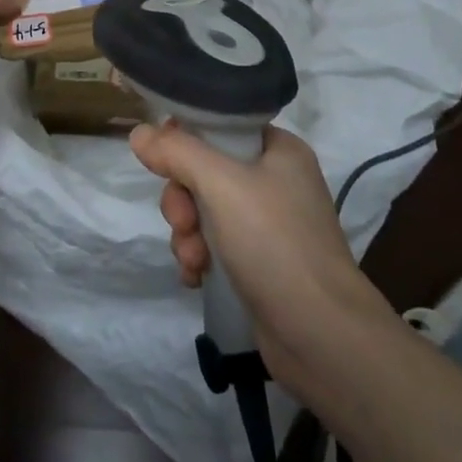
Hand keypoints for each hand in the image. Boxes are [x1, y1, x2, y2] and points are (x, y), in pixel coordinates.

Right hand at [130, 121, 380, 394]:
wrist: (322, 336)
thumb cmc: (275, 243)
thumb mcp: (221, 184)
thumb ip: (177, 151)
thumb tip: (139, 132)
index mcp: (279, 149)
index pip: (219, 126)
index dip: (186, 141)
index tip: (165, 164)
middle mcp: (275, 180)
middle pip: (205, 170)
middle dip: (183, 199)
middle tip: (183, 222)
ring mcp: (269, 225)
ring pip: (204, 210)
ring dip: (187, 233)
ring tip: (194, 260)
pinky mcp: (260, 263)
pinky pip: (214, 244)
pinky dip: (199, 256)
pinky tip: (196, 276)